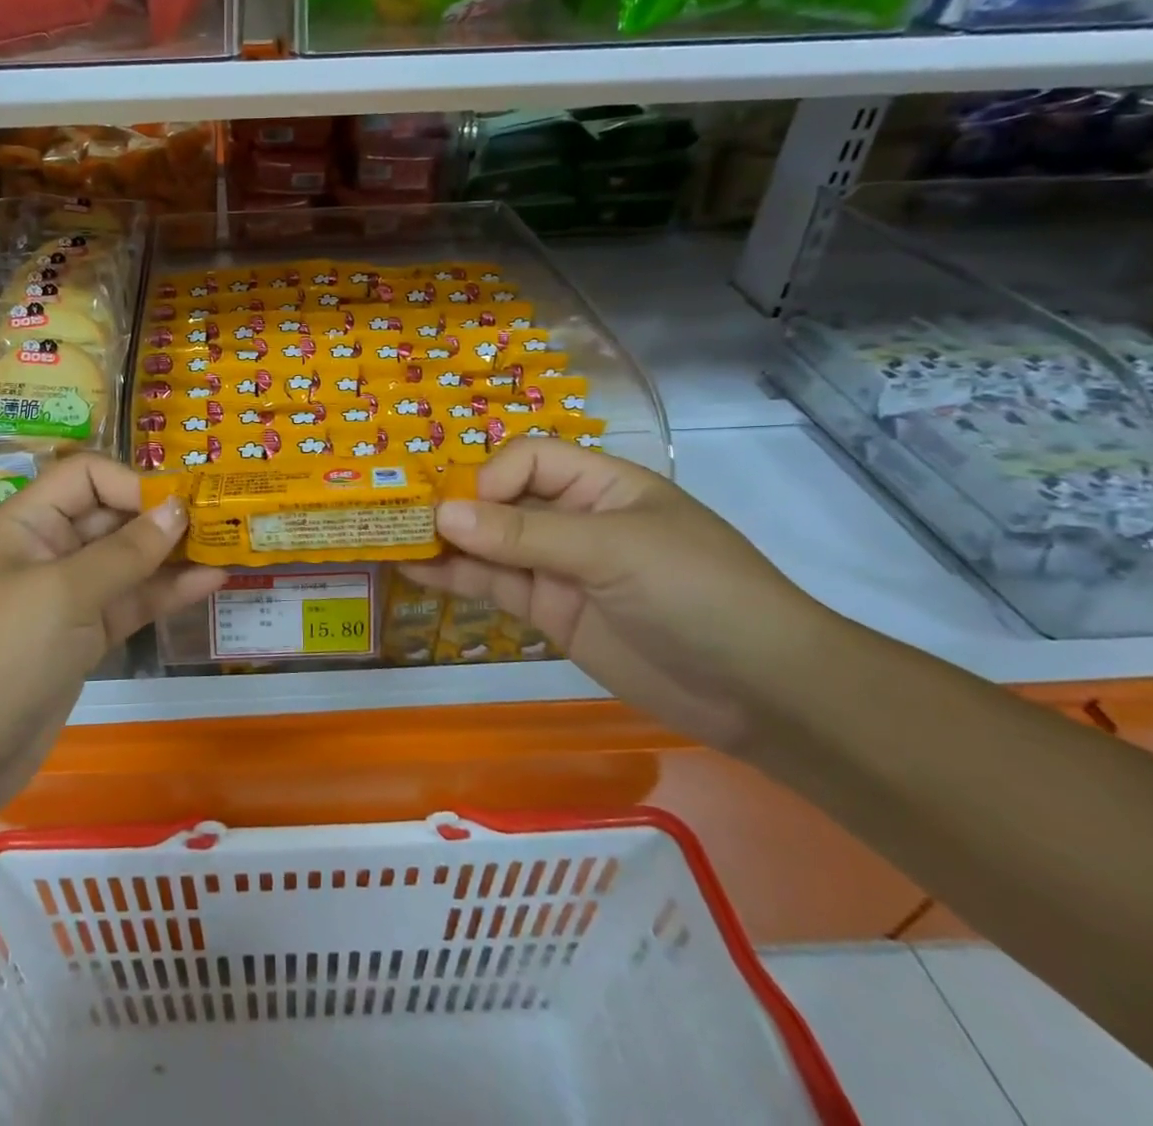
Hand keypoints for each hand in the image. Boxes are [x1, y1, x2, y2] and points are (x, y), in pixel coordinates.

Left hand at [0, 453, 225, 816]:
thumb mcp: (63, 594)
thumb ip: (126, 551)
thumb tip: (178, 508)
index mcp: (27, 523)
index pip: (86, 477)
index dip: (132, 483)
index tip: (181, 504)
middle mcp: (48, 550)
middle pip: (112, 516)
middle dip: (161, 517)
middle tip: (222, 521)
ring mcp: (67, 597)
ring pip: (128, 562)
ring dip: (172, 555)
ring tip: (228, 547)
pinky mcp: (84, 637)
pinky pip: (130, 603)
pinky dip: (166, 593)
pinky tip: (209, 583)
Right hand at [403, 438, 843, 750]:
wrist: (761, 692)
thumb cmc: (698, 593)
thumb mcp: (613, 551)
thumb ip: (525, 536)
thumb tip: (442, 515)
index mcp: (600, 484)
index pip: (527, 460)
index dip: (490, 479)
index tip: (464, 512)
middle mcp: (572, 519)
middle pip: (499, 500)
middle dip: (453, 508)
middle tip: (398, 521)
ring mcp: (558, 567)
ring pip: (488, 545)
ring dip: (443, 544)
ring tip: (390, 543)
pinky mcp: (549, 612)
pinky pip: (494, 587)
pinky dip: (455, 579)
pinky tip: (414, 573)